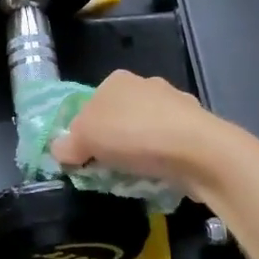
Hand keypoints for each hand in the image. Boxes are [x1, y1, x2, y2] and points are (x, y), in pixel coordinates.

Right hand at [50, 71, 234, 199]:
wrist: (198, 150)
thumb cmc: (134, 136)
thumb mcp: (86, 140)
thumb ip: (68, 144)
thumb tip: (60, 150)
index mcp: (117, 81)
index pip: (90, 105)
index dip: (83, 133)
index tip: (83, 158)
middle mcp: (147, 85)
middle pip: (118, 118)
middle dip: (112, 143)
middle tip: (107, 170)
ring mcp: (176, 104)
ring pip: (145, 131)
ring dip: (138, 152)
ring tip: (134, 178)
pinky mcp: (196, 128)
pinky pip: (168, 145)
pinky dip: (162, 159)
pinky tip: (160, 176)